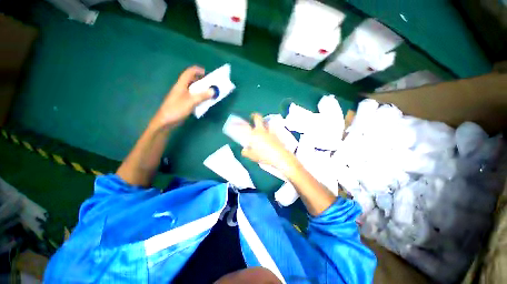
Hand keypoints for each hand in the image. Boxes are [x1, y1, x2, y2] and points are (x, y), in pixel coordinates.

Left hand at [152, 66, 213, 128]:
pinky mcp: (183, 103)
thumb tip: (213, 91)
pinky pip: (192, 97)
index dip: (197, 70)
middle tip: (210, 84)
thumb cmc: (177, 109)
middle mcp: (181, 88)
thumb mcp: (191, 101)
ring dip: (200, 89)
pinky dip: (199, 97)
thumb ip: (202, 96)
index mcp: (181, 85)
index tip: (207, 73)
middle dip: (201, 80)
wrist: (166, 121)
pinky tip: (203, 101)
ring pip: (192, 89)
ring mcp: (181, 96)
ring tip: (209, 92)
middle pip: (191, 80)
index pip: (189, 72)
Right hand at [241, 113, 297, 172]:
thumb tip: (244, 149)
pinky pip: (273, 128)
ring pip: (266, 121)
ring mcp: (269, 131)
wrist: (279, 156)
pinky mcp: (276, 134)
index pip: (244, 127)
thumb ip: (246, 152)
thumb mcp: (252, 156)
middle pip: (258, 118)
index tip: (235, 123)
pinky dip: (271, 128)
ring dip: (264, 121)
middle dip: (254, 116)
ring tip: (263, 124)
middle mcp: (261, 130)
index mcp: (253, 135)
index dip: (239, 124)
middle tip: (252, 116)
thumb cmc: (264, 156)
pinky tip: (271, 132)